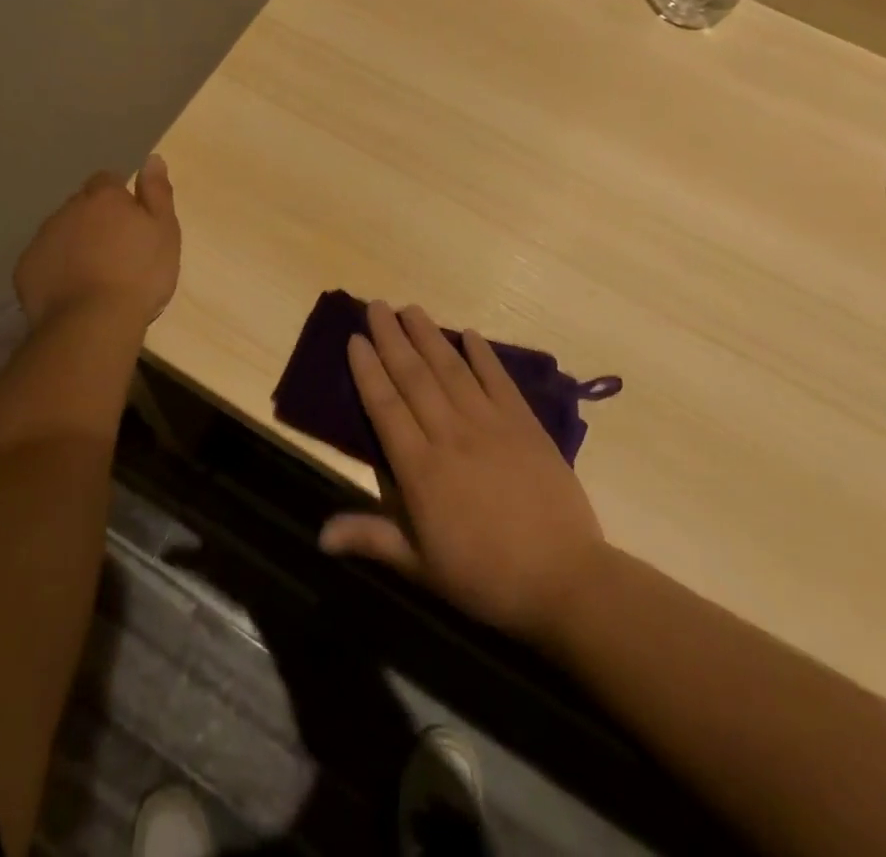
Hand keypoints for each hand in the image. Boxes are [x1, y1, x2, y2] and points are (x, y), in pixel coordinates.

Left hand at [14, 155, 180, 328]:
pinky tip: (69, 290)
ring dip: (73, 243)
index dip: (118, 197)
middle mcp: (68, 209)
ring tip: (92, 274)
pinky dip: (55, 269)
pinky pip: (42, 260)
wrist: (93, 322)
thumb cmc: (140, 274)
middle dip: (94, 220)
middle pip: (81, 206)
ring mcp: (42, 238)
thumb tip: (152, 158)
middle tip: (114, 250)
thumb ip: (157, 193)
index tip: (130, 221)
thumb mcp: (164, 231)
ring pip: (60, 232)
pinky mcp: (25, 269)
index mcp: (104, 197)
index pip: (107, 180)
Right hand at [319, 301, 605, 648]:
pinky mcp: (525, 425)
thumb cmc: (485, 577)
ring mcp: (490, 425)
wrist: (566, 581)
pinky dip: (483, 355)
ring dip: (429, 336)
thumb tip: (320, 535)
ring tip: (411, 308)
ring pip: (451, 369)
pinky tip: (469, 334)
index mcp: (420, 468)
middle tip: (377, 305)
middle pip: (413, 376)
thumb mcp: (420, 566)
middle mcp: (449, 434)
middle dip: (392, 337)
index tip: (355, 338)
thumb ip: (371, 537)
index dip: (367, 369)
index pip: (385, 406)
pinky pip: (498, 380)